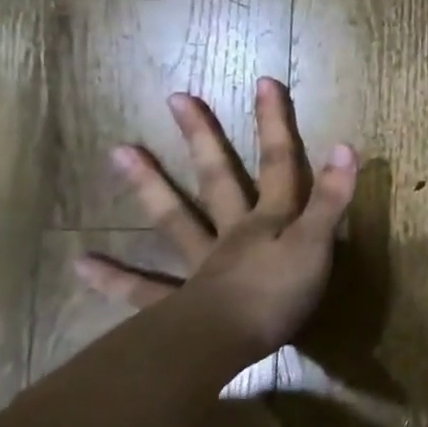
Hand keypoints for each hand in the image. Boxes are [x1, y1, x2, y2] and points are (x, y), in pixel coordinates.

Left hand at [75, 78, 358, 355]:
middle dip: (204, 139)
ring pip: (176, 220)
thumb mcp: (316, 245)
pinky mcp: (180, 304)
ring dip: (150, 187)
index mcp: (269, 221)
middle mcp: (232, 233)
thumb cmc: (278, 294)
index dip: (275, 125)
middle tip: (177, 98)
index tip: (263, 83)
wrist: (225, 343)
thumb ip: (330, 199)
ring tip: (119, 151)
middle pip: (219, 179)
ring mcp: (201, 265)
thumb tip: (346, 145)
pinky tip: (81, 263)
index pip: (278, 164)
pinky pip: (143, 289)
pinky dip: (114, 278)